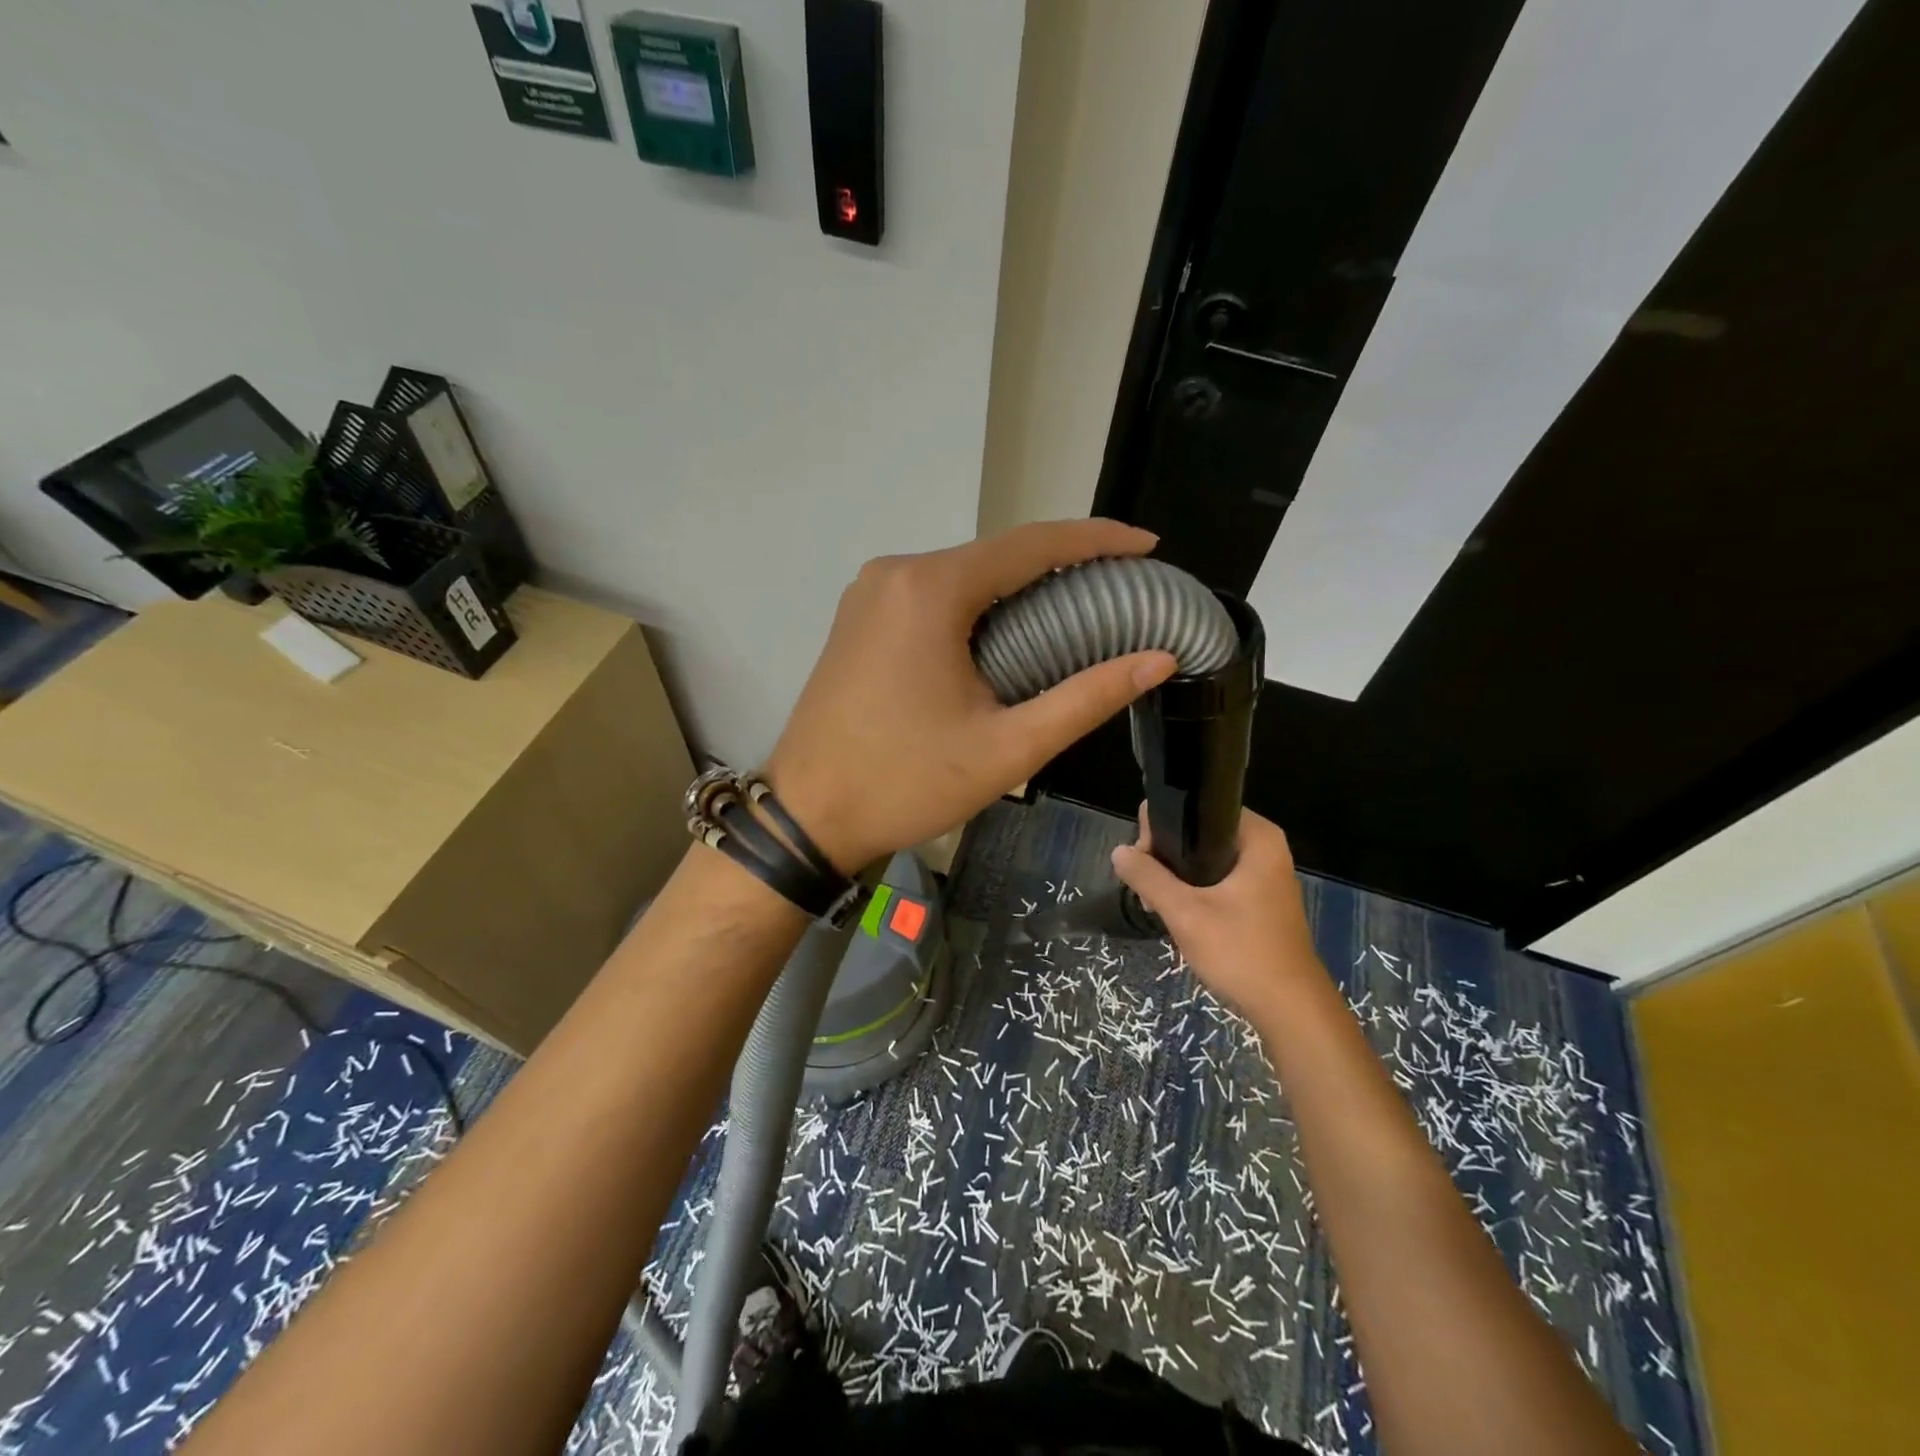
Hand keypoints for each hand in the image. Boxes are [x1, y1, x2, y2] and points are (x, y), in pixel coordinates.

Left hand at [764, 520, 1178, 873]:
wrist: (806, 815)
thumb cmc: (906, 783)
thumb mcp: (1008, 749)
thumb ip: (1086, 699)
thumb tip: (1158, 660)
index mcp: (930, 590)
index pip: (1031, 545)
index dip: (1096, 540)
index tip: (1147, 546)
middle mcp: (894, 574)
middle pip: (995, 556)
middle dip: (1060, 568)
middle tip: (1119, 592)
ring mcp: (869, 594)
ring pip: (963, 575)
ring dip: (1019, 589)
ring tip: (1077, 614)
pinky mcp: (858, 619)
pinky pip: (932, 596)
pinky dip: (978, 606)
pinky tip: (1009, 634)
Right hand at [1111, 806, 1324, 1018]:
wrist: (1290, 1009)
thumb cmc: (1241, 952)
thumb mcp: (1185, 913)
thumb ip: (1148, 877)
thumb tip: (1118, 851)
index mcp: (1257, 837)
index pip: (1197, 808)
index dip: (1162, 827)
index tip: (1145, 860)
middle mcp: (1264, 847)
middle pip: (1199, 833)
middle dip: (1167, 856)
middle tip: (1148, 889)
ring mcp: (1265, 874)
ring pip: (1206, 858)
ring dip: (1178, 877)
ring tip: (1157, 905)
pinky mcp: (1260, 898)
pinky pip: (1218, 879)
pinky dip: (1196, 891)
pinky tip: (1179, 914)